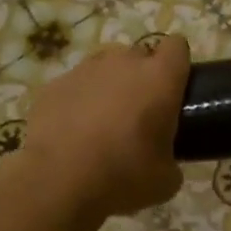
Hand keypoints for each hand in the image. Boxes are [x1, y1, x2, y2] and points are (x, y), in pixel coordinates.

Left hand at [16, 37, 189, 219]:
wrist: (57, 183)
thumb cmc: (123, 175)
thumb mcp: (166, 180)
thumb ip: (172, 158)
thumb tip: (164, 160)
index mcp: (160, 78)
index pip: (177, 46)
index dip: (177, 64)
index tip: (175, 88)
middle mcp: (124, 63)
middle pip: (140, 55)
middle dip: (142, 77)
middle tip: (140, 113)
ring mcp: (84, 70)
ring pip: (104, 67)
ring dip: (109, 86)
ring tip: (103, 122)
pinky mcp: (52, 86)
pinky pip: (73, 86)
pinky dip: (76, 102)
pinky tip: (71, 132)